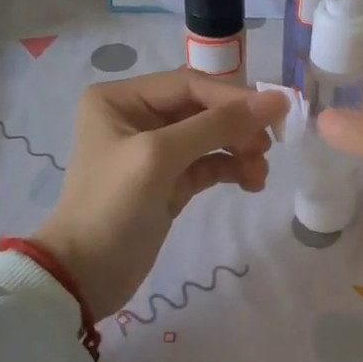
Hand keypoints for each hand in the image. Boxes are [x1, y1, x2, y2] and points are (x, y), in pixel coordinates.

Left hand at [32, 72, 286, 318]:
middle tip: (267, 149)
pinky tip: (250, 182)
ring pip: (211, 137)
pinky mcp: (169, 181)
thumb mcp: (160, 157)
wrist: (84, 276)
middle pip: (204, 109)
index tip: (278, 113)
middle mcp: (137, 116)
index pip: (190, 85)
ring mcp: (154, 150)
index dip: (234, 98)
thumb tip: (277, 100)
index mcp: (121, 98)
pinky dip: (231, 169)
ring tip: (259, 174)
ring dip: (240, 150)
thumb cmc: (112, 206)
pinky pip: (209, 163)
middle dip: (238, 128)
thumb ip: (217, 126)